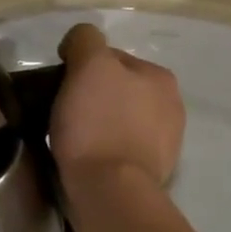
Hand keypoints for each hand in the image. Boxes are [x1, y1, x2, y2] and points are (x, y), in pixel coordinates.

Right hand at [51, 24, 184, 186]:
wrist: (110, 191)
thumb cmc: (98, 124)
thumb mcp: (89, 65)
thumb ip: (85, 40)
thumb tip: (78, 42)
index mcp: (160, 77)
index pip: (110, 58)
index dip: (80, 67)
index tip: (59, 86)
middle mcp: (171, 106)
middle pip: (116, 89)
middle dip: (91, 96)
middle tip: (60, 111)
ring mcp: (164, 143)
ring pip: (117, 120)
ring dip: (97, 124)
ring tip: (70, 138)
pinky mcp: (151, 173)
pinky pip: (119, 149)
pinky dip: (103, 149)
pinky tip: (87, 157)